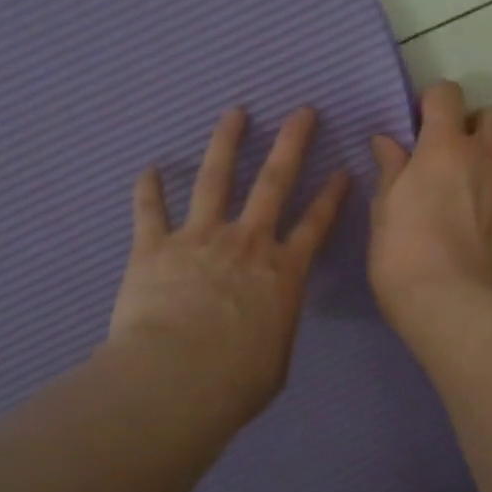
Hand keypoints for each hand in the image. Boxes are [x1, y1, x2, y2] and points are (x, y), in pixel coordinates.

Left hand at [109, 107, 349, 421]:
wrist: (174, 381)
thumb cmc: (235, 381)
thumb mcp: (275, 359)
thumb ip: (275, 326)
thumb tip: (267, 322)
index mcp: (283, 271)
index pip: (315, 224)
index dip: (332, 196)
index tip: (343, 169)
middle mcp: (247, 242)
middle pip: (274, 181)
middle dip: (292, 143)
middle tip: (302, 111)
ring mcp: (200, 237)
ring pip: (216, 178)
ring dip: (226, 142)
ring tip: (235, 112)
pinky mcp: (155, 246)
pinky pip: (150, 209)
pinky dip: (148, 188)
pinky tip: (149, 167)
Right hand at [368, 81, 491, 329]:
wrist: (452, 302)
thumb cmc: (403, 252)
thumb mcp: (384, 207)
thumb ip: (391, 168)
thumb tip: (387, 141)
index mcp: (444, 146)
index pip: (448, 94)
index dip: (433, 101)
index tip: (419, 124)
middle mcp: (484, 156)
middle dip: (473, 123)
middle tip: (450, 150)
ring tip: (472, 180)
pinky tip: (484, 208)